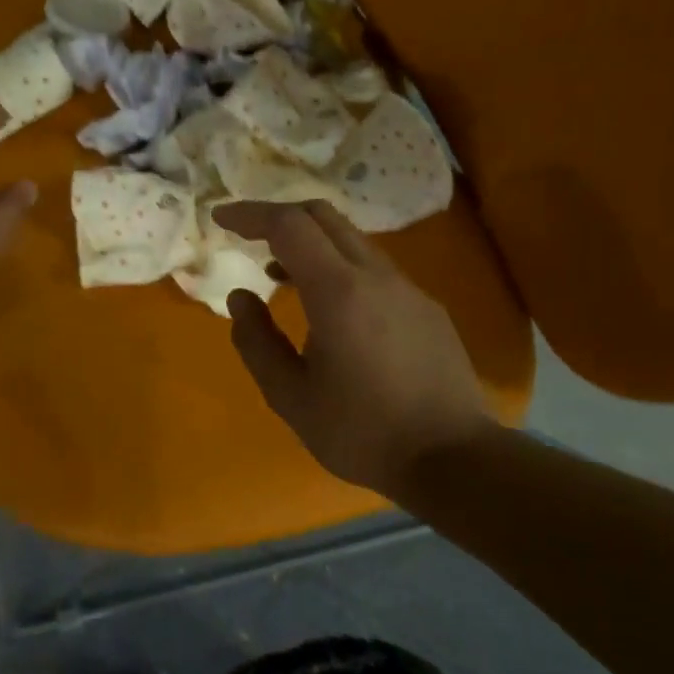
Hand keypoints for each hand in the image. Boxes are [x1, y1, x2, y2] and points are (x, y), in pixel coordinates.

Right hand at [217, 200, 492, 498]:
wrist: (453, 459)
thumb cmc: (361, 431)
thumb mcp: (290, 396)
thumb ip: (257, 341)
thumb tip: (241, 297)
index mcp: (338, 292)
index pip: (289, 226)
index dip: (250, 214)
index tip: (220, 218)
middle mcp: (376, 276)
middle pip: (323, 216)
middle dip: (279, 216)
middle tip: (247, 236)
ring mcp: (407, 289)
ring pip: (351, 240)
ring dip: (310, 243)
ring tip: (280, 274)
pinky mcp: (425, 307)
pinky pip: (373, 267)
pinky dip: (338, 265)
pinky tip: (328, 306)